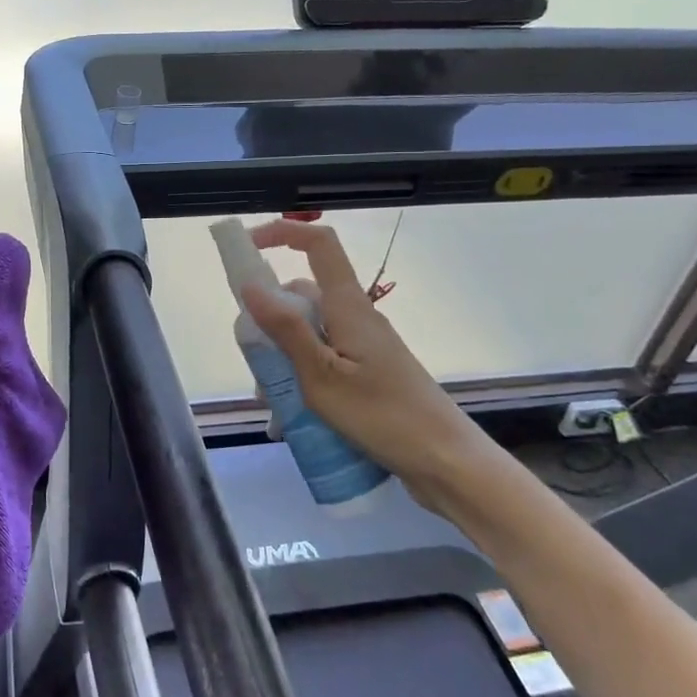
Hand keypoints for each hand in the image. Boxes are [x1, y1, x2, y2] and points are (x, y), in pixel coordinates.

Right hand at [243, 220, 490, 503]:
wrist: (447, 463)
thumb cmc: (384, 417)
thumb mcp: (322, 377)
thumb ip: (286, 330)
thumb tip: (251, 285)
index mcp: (348, 307)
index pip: (319, 245)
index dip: (283, 233)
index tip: (249, 247)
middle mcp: (356, 318)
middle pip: (303, 297)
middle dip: (269, 321)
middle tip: (255, 364)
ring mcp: (364, 346)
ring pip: (309, 333)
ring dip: (283, 358)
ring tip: (274, 403)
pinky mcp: (368, 372)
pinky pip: (324, 359)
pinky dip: (302, 377)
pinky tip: (294, 416)